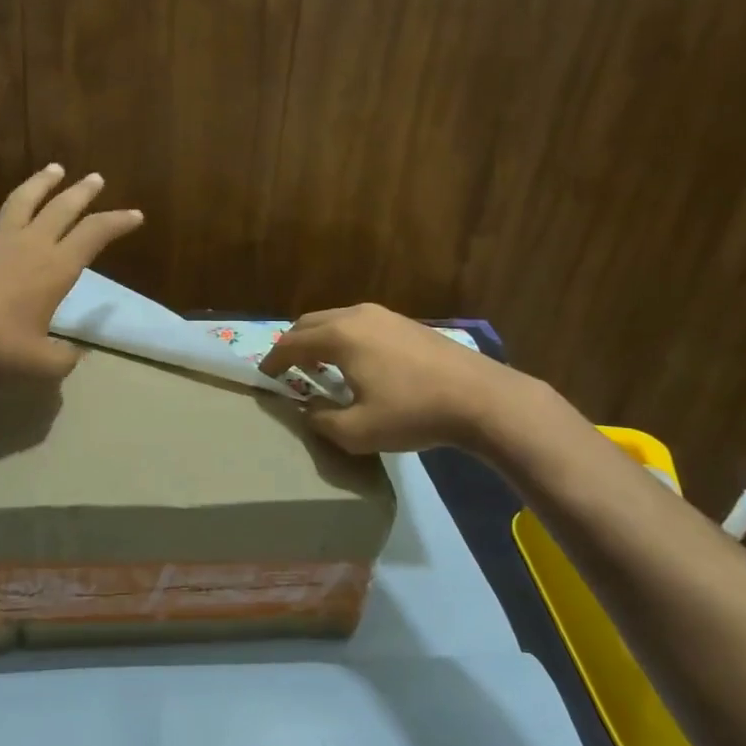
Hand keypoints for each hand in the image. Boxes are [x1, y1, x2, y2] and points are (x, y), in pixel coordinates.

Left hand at [0, 163, 142, 381]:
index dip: (117, 223)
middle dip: (82, 193)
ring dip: (40, 184)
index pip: (94, 236)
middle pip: (61, 210)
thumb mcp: (42, 366)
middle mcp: (29, 248)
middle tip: (96, 179)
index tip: (135, 216)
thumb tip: (74, 354)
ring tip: (55, 169)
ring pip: (20, 203)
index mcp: (55, 270)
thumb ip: (64, 359)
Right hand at [259, 303, 503, 452]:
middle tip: (287, 369)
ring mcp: (384, 315)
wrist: (481, 398)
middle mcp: (357, 315)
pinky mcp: (405, 322)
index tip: (264, 376)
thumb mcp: (357, 431)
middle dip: (293, 344)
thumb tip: (309, 409)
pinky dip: (343, 338)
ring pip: (336, 319)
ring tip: (319, 366)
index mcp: (339, 336)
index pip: (291, 343)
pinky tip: (356, 362)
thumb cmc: (413, 413)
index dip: (273, 361)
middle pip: (310, 322)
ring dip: (319, 339)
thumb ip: (321, 421)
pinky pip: (359, 323)